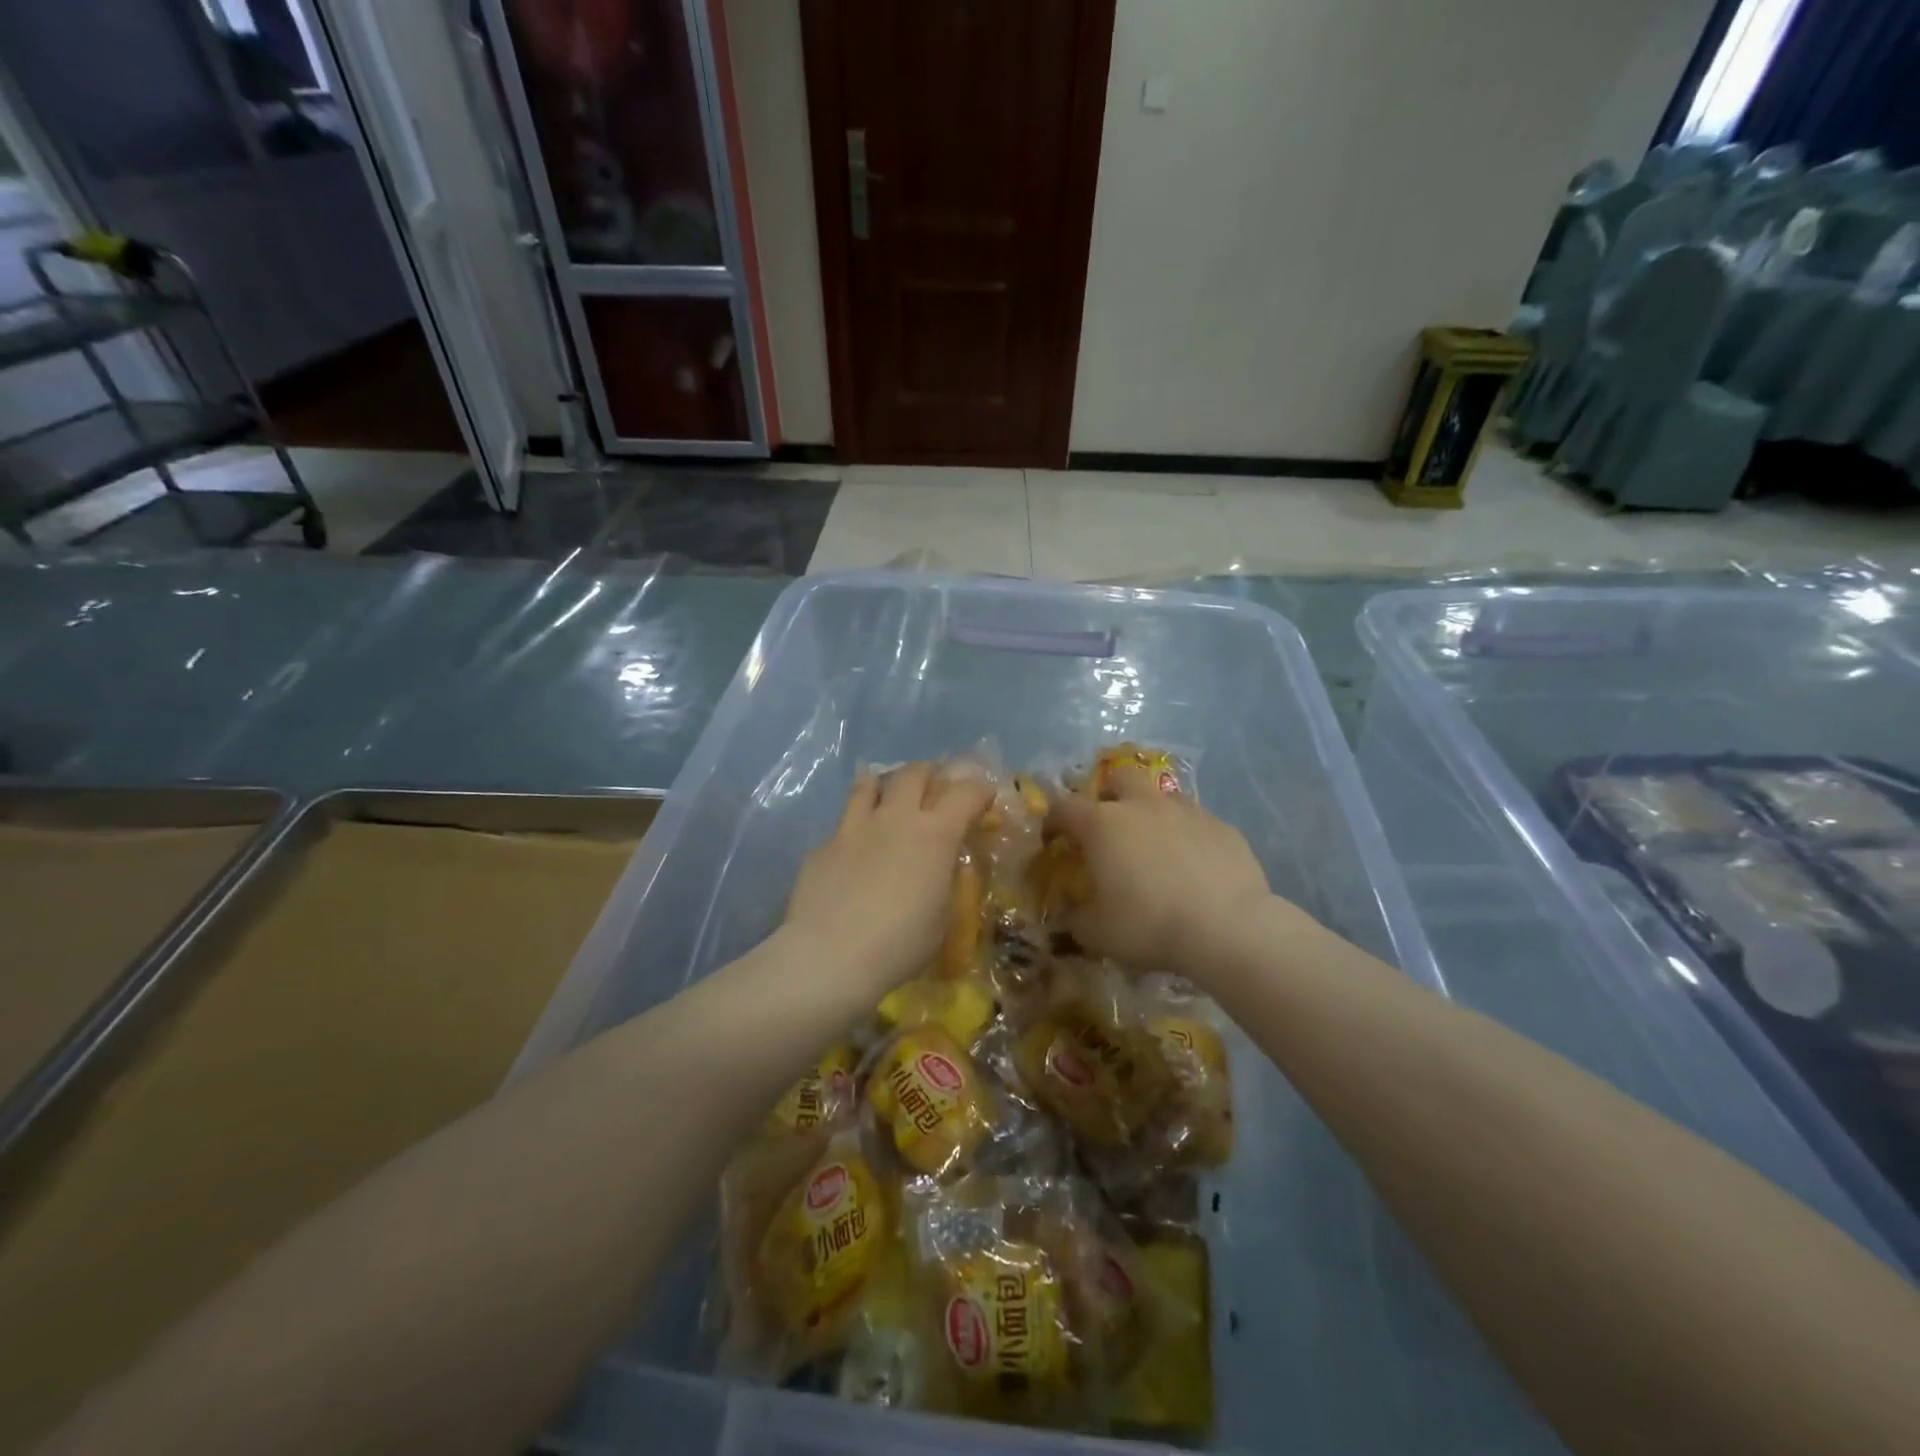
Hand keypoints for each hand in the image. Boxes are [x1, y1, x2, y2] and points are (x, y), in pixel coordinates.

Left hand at [783, 763, 993, 992]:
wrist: (829, 956)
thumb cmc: (899, 944)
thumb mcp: (942, 919)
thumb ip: (945, 884)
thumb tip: (942, 868)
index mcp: (935, 835)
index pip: (966, 793)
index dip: (980, 790)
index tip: (985, 797)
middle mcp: (895, 818)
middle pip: (914, 773)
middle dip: (929, 775)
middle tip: (933, 790)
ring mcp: (854, 827)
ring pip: (869, 783)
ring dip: (885, 785)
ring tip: (888, 799)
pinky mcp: (823, 844)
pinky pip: (843, 822)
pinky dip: (855, 826)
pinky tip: (854, 850)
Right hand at [1046, 763, 1274, 975]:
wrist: (1227, 928)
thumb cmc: (1149, 925)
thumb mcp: (1097, 934)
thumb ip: (1076, 920)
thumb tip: (1070, 917)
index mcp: (1103, 824)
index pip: (1064, 807)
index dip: (1054, 820)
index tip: (1053, 840)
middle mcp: (1142, 806)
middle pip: (1119, 777)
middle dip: (1109, 794)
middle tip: (1109, 826)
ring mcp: (1187, 812)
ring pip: (1162, 797)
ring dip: (1151, 813)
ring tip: (1154, 847)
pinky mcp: (1223, 827)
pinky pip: (1197, 822)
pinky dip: (1188, 837)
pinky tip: (1194, 867)